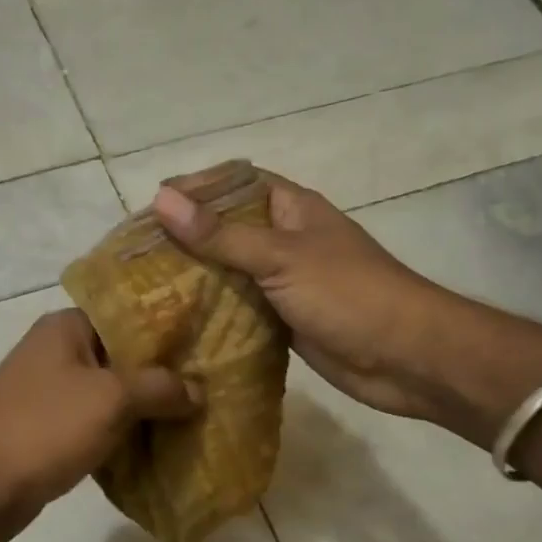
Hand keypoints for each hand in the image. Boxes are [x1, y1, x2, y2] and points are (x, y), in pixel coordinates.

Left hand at [0, 310, 200, 541]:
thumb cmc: (41, 429)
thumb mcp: (110, 399)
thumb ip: (160, 388)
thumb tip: (198, 390)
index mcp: (67, 328)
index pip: (131, 315)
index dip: (172, 331)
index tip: (214, 344)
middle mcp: (58, 354)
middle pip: (125, 358)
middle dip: (167, 376)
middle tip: (217, 387)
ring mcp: (52, 396)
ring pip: (114, 397)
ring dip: (150, 411)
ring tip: (202, 419)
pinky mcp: (51, 434)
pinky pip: (100, 428)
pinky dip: (127, 438)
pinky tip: (166, 450)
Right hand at [151, 169, 450, 420]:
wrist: (405, 357)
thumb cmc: (348, 294)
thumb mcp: (280, 257)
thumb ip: (221, 235)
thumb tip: (162, 200)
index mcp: (292, 209)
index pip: (234, 184)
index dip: (194, 189)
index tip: (150, 208)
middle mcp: (286, 240)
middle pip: (227, 230)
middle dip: (186, 239)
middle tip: (136, 257)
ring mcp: (285, 282)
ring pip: (231, 273)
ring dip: (196, 279)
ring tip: (146, 289)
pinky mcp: (284, 320)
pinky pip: (241, 309)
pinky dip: (214, 313)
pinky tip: (178, 323)